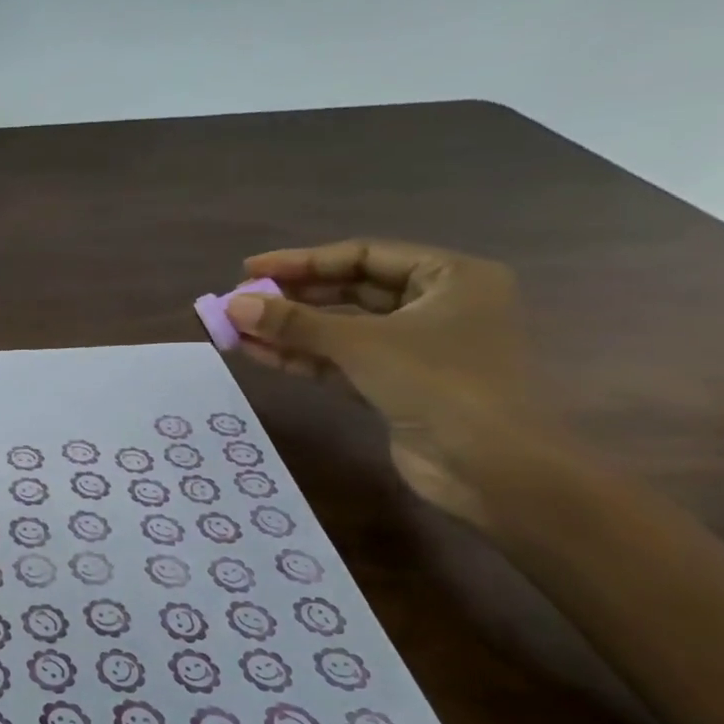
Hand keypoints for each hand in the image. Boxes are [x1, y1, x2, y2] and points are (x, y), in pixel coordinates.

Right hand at [223, 240, 552, 526]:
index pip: (363, 255)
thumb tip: (232, 305)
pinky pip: (340, 362)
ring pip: (341, 329)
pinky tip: (257, 353)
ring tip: (237, 328)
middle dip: (293, 296)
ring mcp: (416, 350)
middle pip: (351, 291)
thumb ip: (293, 323)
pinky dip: (302, 357)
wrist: (492, 468)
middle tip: (240, 299)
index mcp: (450, 278)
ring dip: (289, 330)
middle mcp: (436, 307)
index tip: (251, 268)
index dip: (303, 260)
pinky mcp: (395, 387)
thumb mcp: (361, 343)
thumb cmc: (440, 383)